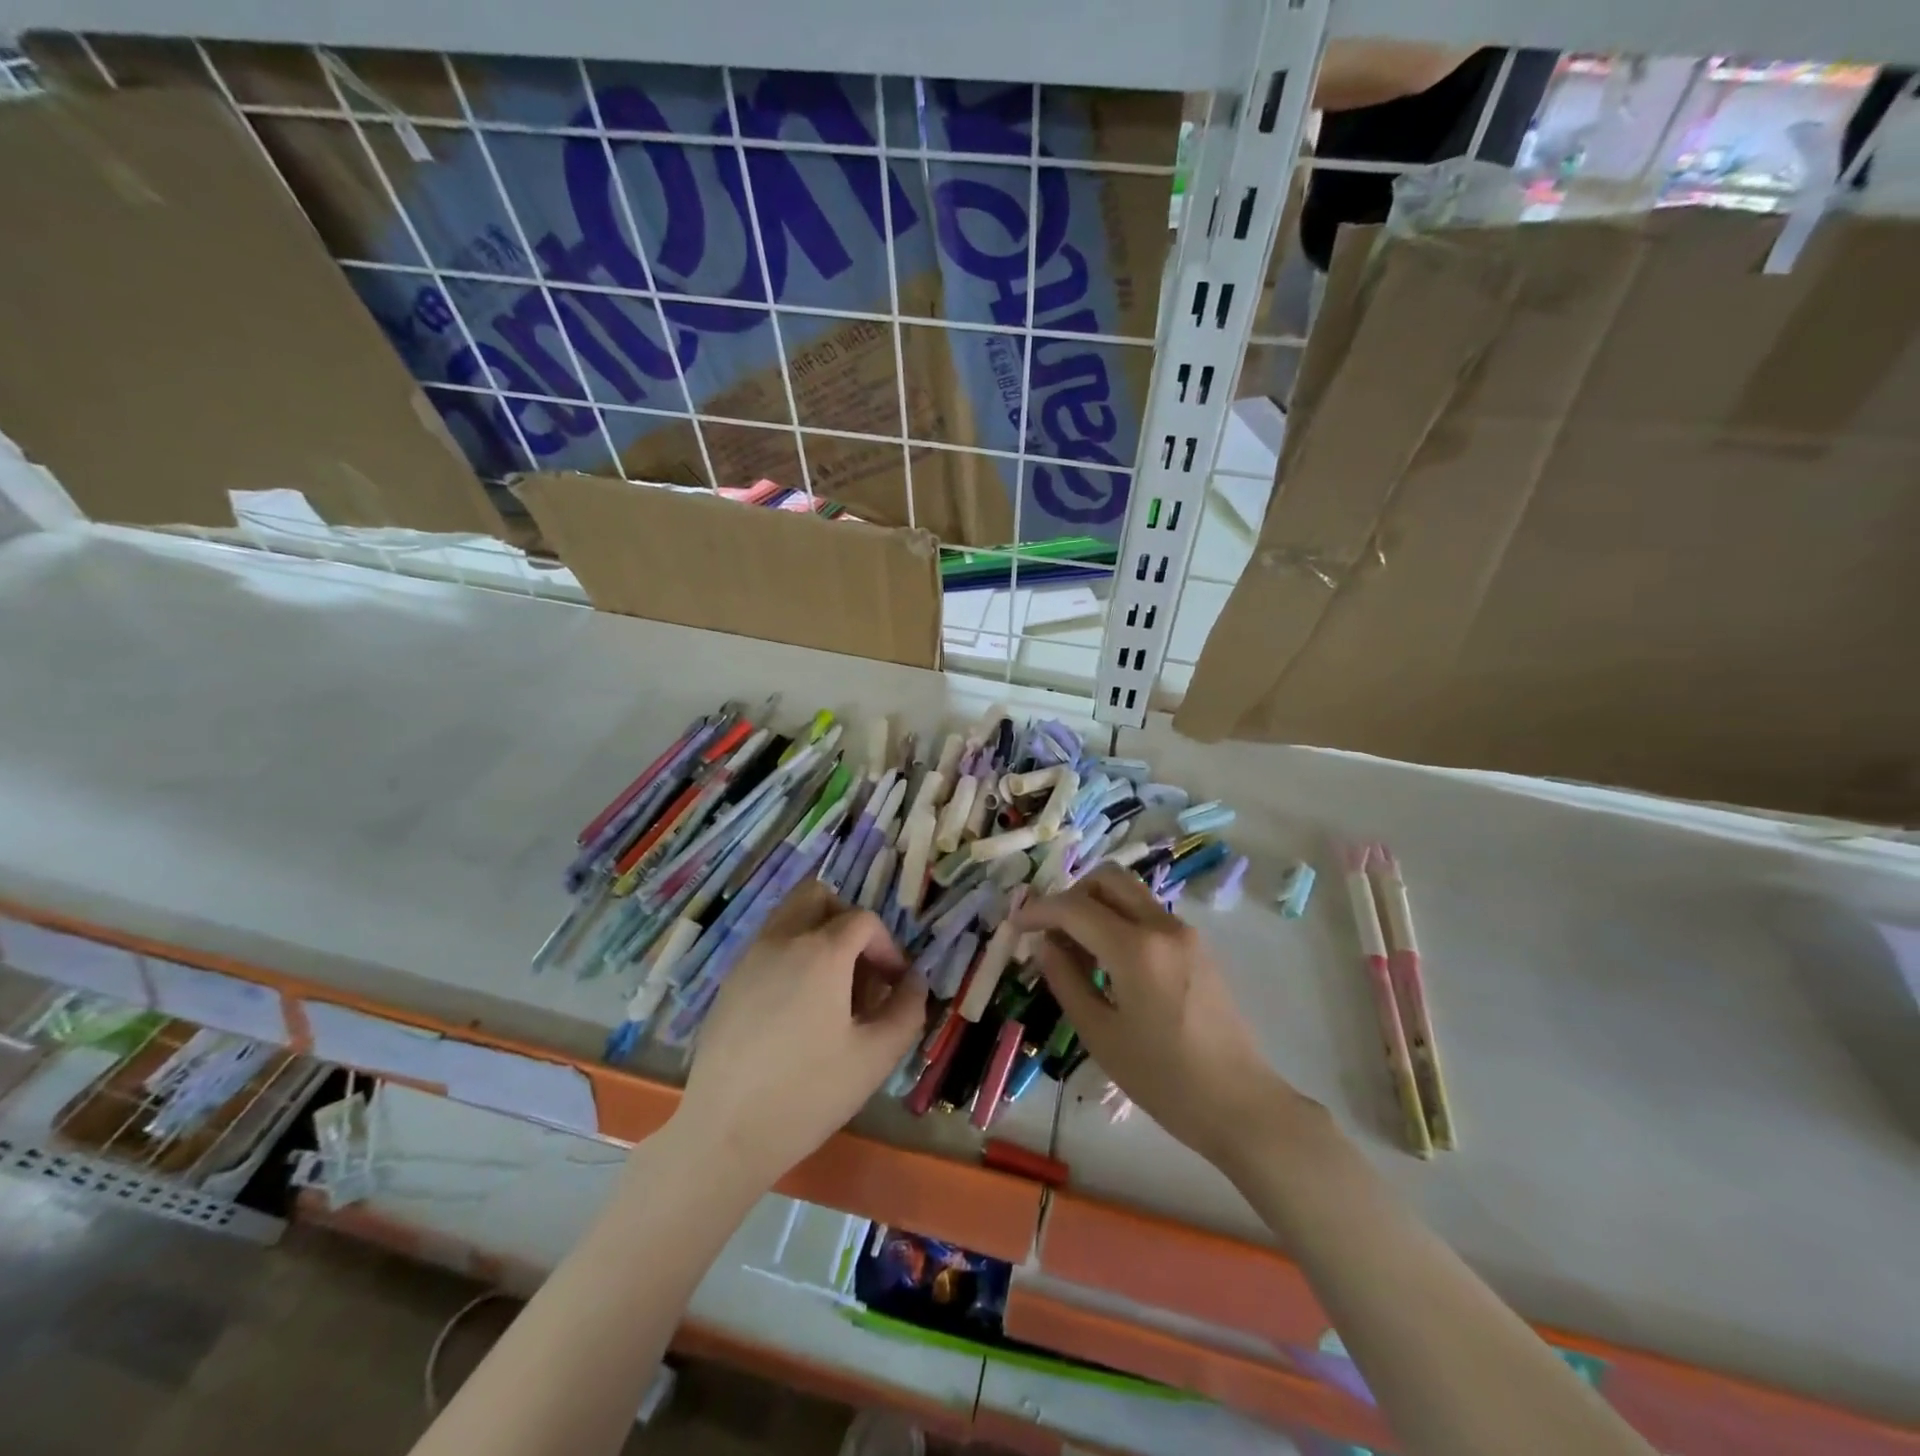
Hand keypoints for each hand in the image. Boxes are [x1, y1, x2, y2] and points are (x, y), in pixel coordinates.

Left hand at [675, 881, 928, 1188]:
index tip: (894, 985)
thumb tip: (914, 981)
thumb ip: (907, 1010)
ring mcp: (749, 958)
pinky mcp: (729, 982)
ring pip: (789, 916)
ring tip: (830, 989)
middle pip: (818, 896)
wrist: (724, 1133)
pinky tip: (796, 1009)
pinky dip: (791, 955)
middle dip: (847, 921)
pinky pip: (768, 945)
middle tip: (860, 967)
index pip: (864, 920)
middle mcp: (782, 940)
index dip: (888, 947)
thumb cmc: (808, 1093)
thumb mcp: (876, 1057)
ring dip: (818, 934)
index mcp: (821, 952)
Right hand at [1016, 867, 1307, 1173]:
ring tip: (1075, 948)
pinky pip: (1147, 913)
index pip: (1074, 908)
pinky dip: (1119, 919)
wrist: (1240, 1104)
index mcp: (1136, 948)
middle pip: (1107, 878)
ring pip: (1129, 892)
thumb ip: (1066, 980)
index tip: (1015, 926)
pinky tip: (1108, 960)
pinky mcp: (1197, 946)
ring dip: (1096, 905)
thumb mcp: (1100, 1035)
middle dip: (1070, 895)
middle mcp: (1162, 926)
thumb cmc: (1163, 1079)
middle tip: (1050, 930)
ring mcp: (1185, 932)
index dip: (1038, 911)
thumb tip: (1044, 944)